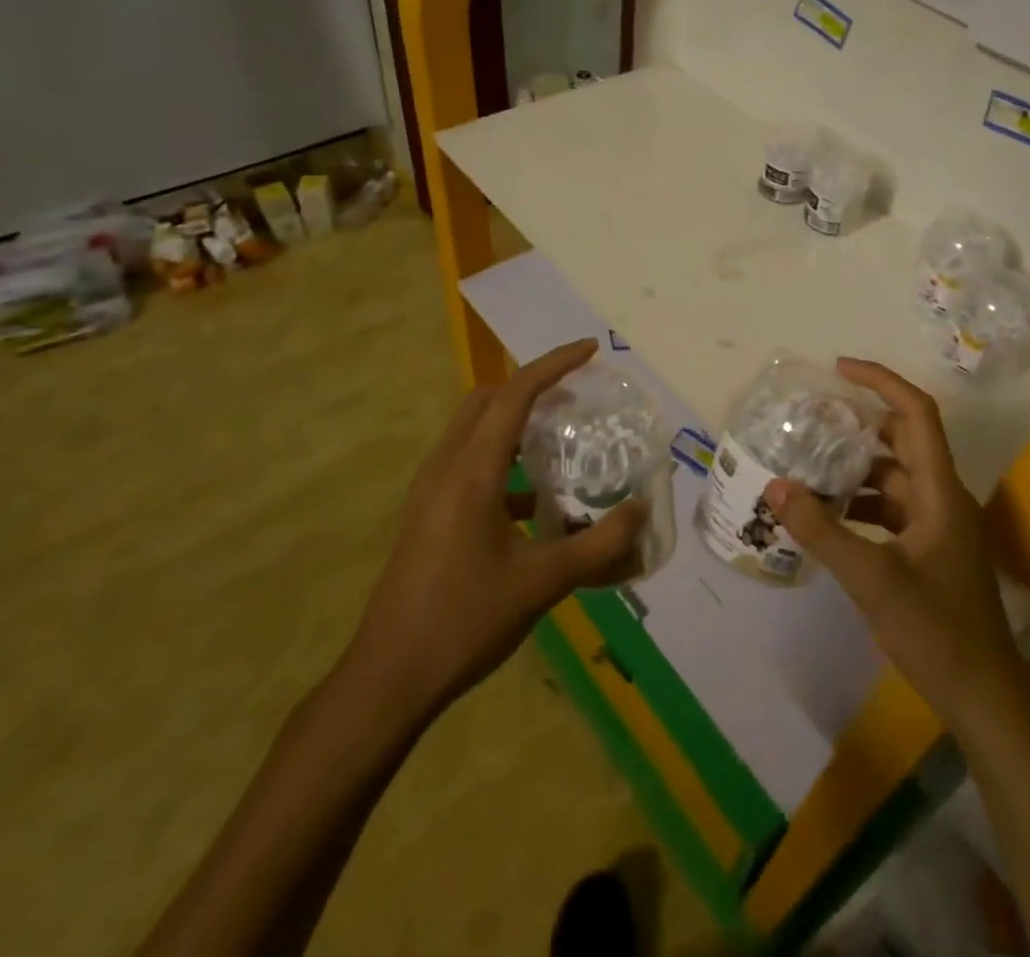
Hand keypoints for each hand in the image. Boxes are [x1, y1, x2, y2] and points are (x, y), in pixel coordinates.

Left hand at [335, 339, 645, 721]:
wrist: (388, 679)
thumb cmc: (464, 621)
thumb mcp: (541, 583)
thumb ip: (598, 545)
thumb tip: (641, 510)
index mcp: (471, 472)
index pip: (514, 395)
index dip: (553, 365)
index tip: (589, 350)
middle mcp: (446, 469)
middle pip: (487, 401)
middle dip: (531, 386)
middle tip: (576, 395)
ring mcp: (430, 492)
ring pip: (473, 430)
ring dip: (514, 421)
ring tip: (560, 437)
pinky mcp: (427, 515)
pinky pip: (468, 463)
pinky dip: (502, 459)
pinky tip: (534, 500)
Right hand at [763, 358, 1024, 734]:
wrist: (986, 700)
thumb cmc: (937, 632)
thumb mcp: (872, 580)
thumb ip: (821, 531)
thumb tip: (774, 485)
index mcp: (940, 491)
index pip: (916, 413)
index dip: (881, 381)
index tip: (838, 369)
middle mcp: (941, 498)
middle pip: (903, 441)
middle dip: (859, 425)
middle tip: (811, 420)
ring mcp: (937, 526)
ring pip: (893, 478)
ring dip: (855, 468)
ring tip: (807, 465)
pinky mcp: (929, 552)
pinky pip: (890, 510)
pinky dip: (860, 503)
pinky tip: (827, 516)